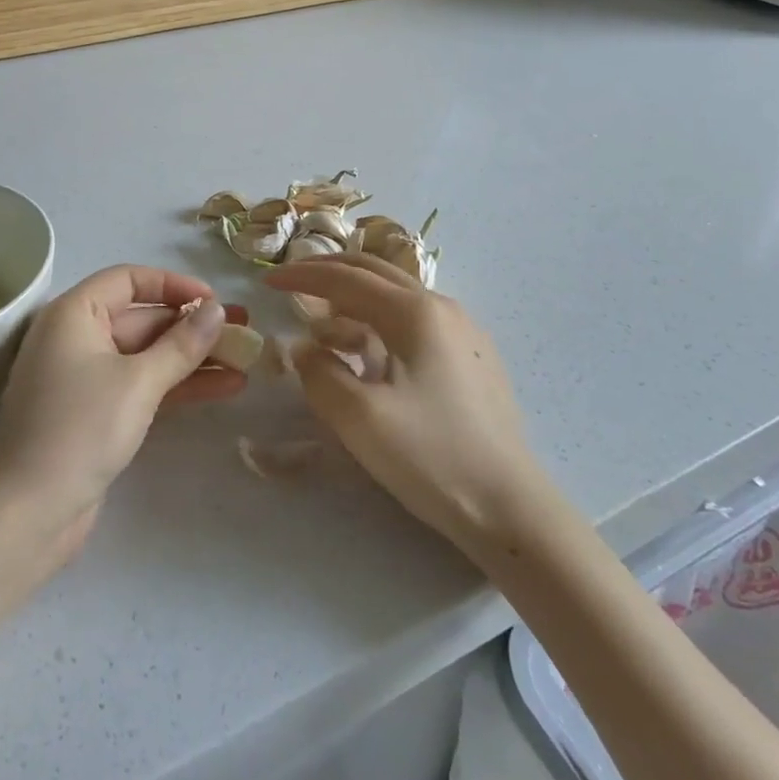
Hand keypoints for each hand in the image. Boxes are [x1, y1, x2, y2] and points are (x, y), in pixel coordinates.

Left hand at [0, 266, 246, 565]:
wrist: (28, 513)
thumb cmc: (80, 429)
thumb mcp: (138, 382)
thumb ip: (181, 343)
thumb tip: (217, 309)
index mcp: (73, 314)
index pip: (128, 279)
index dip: (173, 284)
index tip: (215, 301)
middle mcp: (75, 337)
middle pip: (141, 318)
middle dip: (192, 326)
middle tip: (244, 332)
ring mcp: (84, 377)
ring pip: (146, 355)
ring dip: (192, 358)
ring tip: (245, 361)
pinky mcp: (94, 412)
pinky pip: (140, 385)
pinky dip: (176, 385)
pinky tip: (222, 388)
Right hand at [264, 253, 537, 554]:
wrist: (511, 507)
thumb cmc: (431, 457)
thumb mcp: (358, 418)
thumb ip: (319, 373)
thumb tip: (305, 348)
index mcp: (415, 312)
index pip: (346, 278)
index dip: (302, 276)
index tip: (267, 282)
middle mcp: (442, 308)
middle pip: (374, 272)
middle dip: (328, 273)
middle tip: (292, 283)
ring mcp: (463, 331)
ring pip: (396, 296)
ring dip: (354, 300)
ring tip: (323, 327)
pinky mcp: (473, 357)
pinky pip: (415, 320)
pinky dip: (379, 322)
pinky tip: (368, 354)